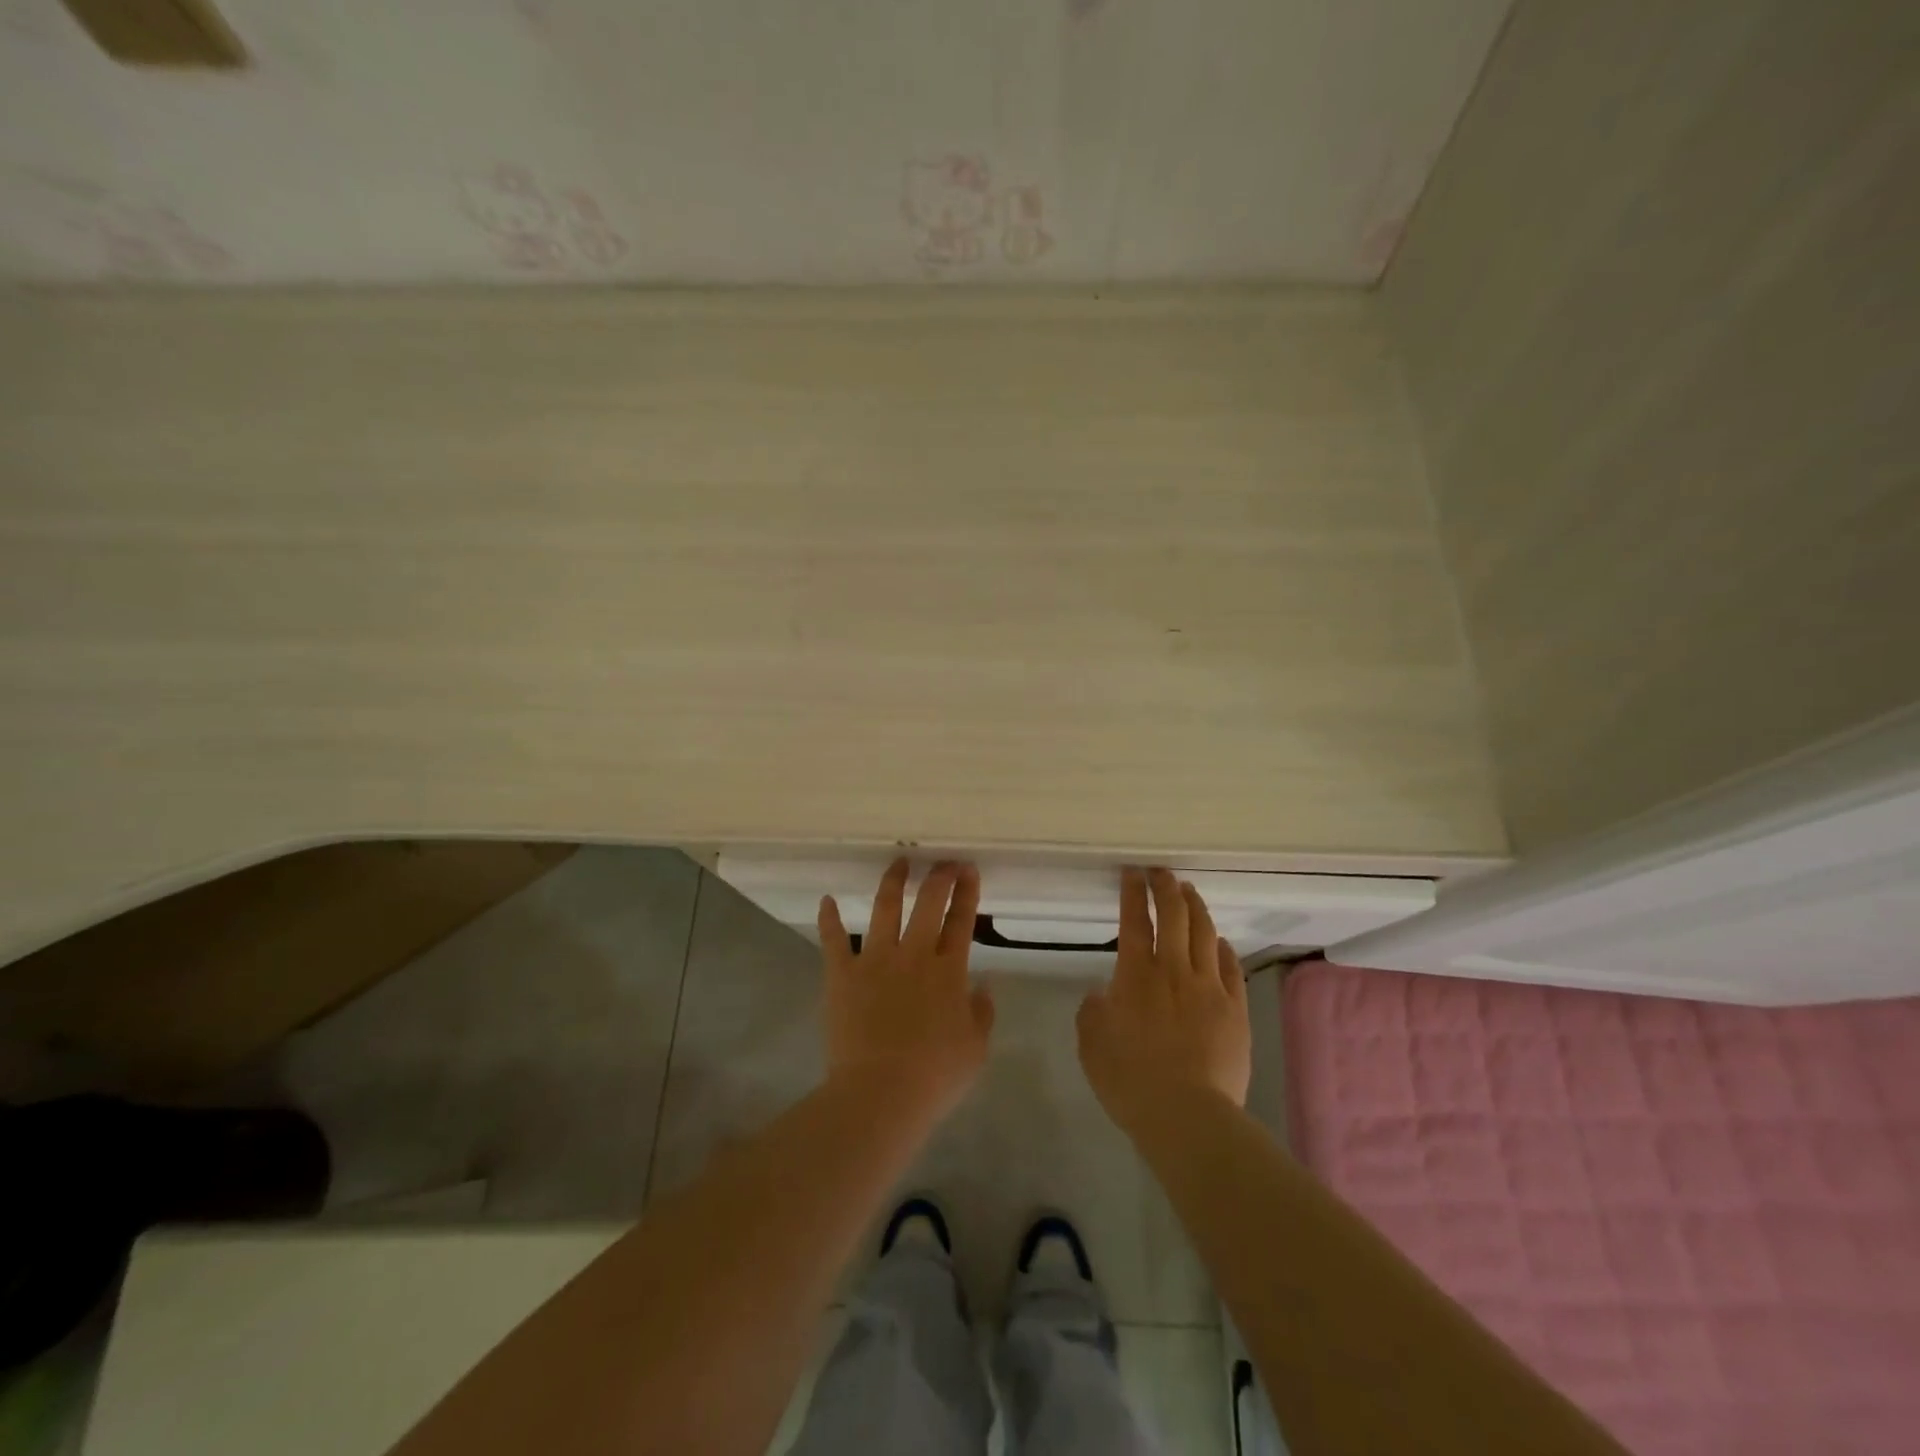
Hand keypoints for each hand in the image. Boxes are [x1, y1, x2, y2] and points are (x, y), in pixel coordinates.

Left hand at [817, 859, 994, 1124]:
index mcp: (948, 971)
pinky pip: (833, 940)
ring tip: (898, 863)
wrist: (880, 1092)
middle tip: (943, 862)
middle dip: (938, 876)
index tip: (968, 869)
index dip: (967, 893)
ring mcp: (875, 960)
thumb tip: (983, 987)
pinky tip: (827, 900)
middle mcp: (913, 954)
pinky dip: (829, 919)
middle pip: (928, 903)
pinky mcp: (842, 974)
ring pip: (884, 908)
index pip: (961, 921)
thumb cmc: (934, 1075)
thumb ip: (981, 1013)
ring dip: (893, 882)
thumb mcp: (975, 1049)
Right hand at [1077, 868, 1251, 1136]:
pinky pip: (1230, 967)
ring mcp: (1209, 988)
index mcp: (1135, 975)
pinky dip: (1222, 948)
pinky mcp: (1235, 1009)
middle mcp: (1173, 971)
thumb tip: (1100, 994)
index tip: (1133, 872)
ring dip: (1195, 908)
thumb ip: (1092, 1012)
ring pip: (1204, 933)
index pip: (1134, 921)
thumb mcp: (1091, 1045)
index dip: (1133, 893)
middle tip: (1161, 872)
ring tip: (1190, 892)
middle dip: (1166, 887)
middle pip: (1173, 916)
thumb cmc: (1130, 1080)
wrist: (1188, 1115)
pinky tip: (1219, 941)